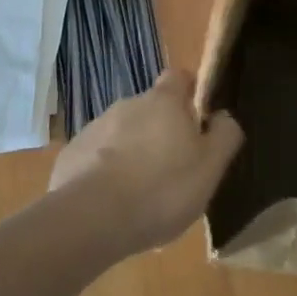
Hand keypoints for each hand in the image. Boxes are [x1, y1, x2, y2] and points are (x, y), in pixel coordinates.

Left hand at [48, 69, 243, 257]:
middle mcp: (128, 103)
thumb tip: (224, 116)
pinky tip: (110, 205)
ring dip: (132, 153)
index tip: (196, 119)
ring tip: (140, 195)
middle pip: (150, 109)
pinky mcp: (72, 155)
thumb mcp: (210, 167)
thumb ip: (225, 136)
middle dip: (160, 131)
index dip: (189, 93)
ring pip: (122, 134)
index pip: (179, 77)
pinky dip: (104, 173)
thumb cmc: (161, 189)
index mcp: (164, 101)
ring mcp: (96, 127)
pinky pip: (95, 158)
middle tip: (171, 169)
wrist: (91, 219)